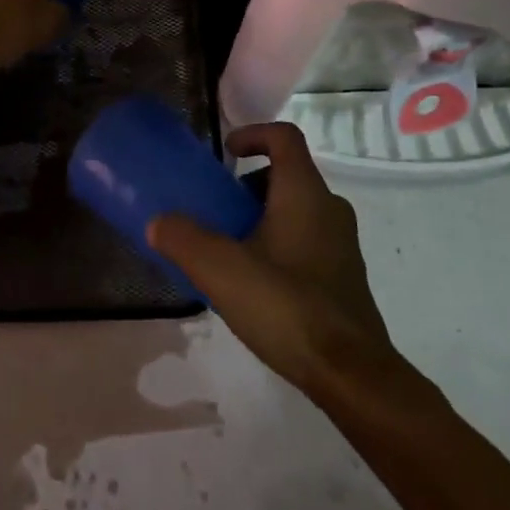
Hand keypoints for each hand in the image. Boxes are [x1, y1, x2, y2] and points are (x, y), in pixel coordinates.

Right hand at [148, 122, 394, 394]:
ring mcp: (342, 244)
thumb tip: (157, 222)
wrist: (352, 375)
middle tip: (220, 210)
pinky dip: (281, 245)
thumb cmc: (286, 306)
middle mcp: (329, 208)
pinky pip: (309, 241)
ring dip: (264, 217)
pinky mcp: (346, 277)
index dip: (254, 134)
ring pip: (299, 210)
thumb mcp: (221, 270)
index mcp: (304, 192)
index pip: (284, 137)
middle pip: (288, 175)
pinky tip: (258, 285)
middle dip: (250, 185)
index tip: (226, 152)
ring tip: (233, 251)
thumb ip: (184, 239)